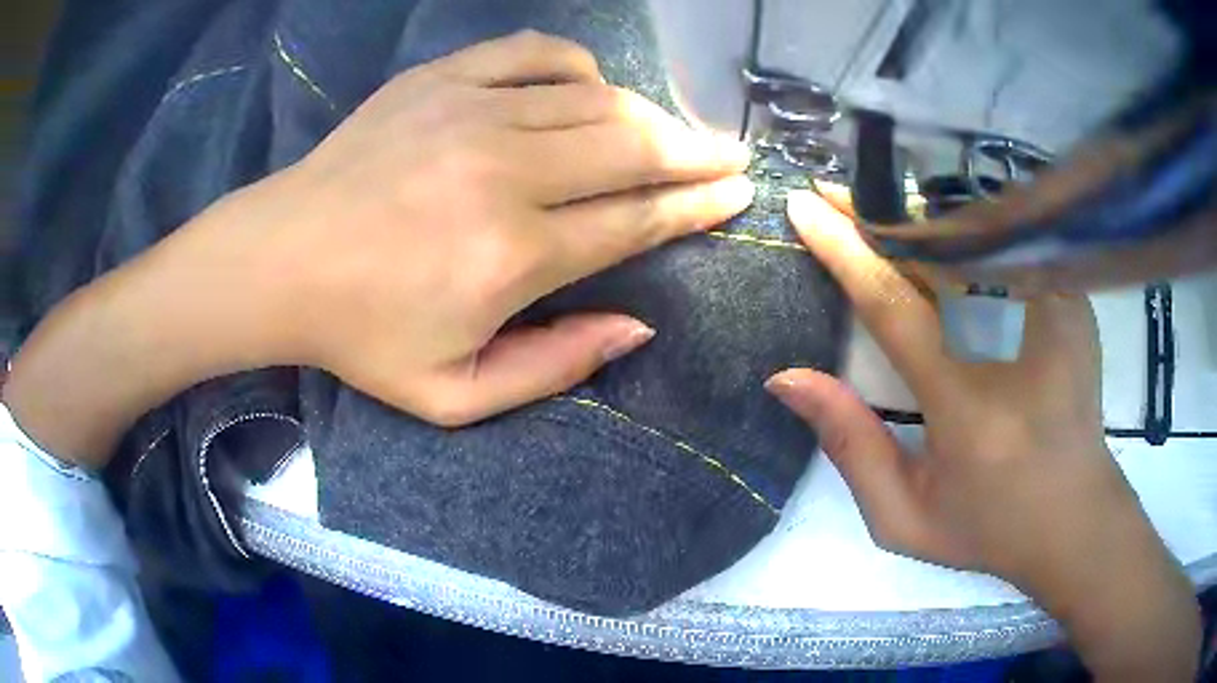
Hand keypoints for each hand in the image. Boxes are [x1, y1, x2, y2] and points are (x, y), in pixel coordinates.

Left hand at [214, 30, 751, 424]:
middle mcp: (505, 173)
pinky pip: (535, 53)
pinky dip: (577, 67)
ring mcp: (471, 112)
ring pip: (595, 99)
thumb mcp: (452, 395)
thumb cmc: (360, 335)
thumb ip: (552, 367)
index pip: (637, 220)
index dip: (697, 206)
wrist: (279, 261)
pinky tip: (587, 87)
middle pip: (633, 148)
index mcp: (512, 257)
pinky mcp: (440, 80)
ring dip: (647, 116)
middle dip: (697, 151)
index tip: (737, 193)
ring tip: (672, 132)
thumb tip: (637, 325)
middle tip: (732, 152)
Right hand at [765, 189, 1199, 681]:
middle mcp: (1018, 345)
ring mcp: (1056, 313)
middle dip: (878, 213)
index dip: (844, 251)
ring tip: (878, 200)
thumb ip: (848, 445)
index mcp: (969, 407)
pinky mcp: (1075, 301)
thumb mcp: (903, 517)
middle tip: (833, 190)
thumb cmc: (988, 526)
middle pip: (939, 251)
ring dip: (923, 213)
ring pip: (979, 234)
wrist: (1076, 517)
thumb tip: (786, 377)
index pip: (895, 305)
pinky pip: (1013, 244)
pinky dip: (971, 225)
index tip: (804, 209)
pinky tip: (942, 223)